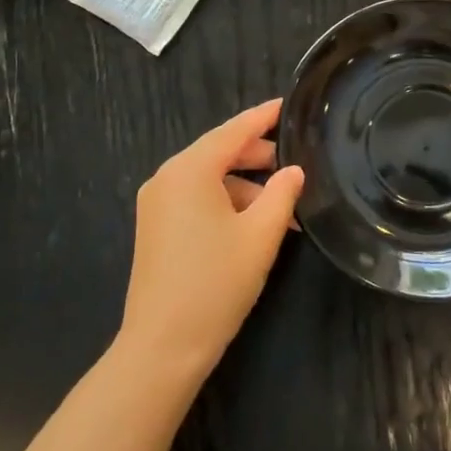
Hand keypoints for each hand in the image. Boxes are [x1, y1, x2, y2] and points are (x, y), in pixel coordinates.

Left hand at [118, 98, 304, 382]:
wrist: (163, 345)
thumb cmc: (216, 283)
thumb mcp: (260, 235)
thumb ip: (282, 194)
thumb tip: (293, 171)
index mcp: (189, 170)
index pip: (234, 130)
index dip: (264, 117)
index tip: (289, 105)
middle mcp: (166, 177)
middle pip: (218, 152)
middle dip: (257, 156)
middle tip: (295, 163)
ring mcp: (156, 203)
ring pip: (208, 179)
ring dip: (245, 187)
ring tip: (282, 208)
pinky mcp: (155, 227)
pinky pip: (195, 199)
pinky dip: (225, 203)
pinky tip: (253, 225)